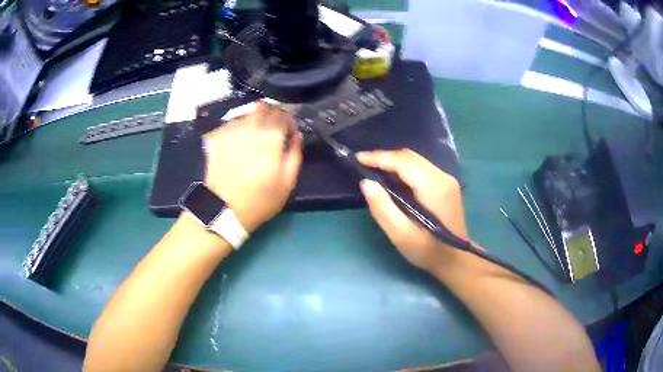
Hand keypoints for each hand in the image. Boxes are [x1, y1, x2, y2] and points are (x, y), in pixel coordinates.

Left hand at [203, 103, 302, 232]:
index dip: (288, 121)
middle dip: (271, 115)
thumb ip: (295, 154)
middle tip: (272, 131)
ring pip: (247, 112)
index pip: (283, 114)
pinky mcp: (217, 136)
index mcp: (271, 137)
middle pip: (264, 107)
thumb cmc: (260, 199)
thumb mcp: (287, 182)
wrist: (224, 209)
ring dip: (254, 120)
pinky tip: (238, 142)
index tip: (288, 134)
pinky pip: (231, 122)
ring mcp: (231, 130)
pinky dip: (238, 127)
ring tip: (254, 137)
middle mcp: (250, 127)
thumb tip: (296, 135)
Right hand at [357, 149, 467, 272]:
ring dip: (393, 162)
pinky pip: (420, 168)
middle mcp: (443, 177)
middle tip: (363, 164)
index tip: (358, 158)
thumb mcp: (401, 235)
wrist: (455, 260)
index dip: (379, 157)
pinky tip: (392, 178)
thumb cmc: (428, 251)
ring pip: (415, 160)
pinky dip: (403, 169)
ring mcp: (446, 180)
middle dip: (385, 157)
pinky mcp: (446, 185)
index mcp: (434, 188)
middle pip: (410, 157)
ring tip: (373, 169)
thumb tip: (366, 183)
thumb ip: (383, 208)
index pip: (404, 162)